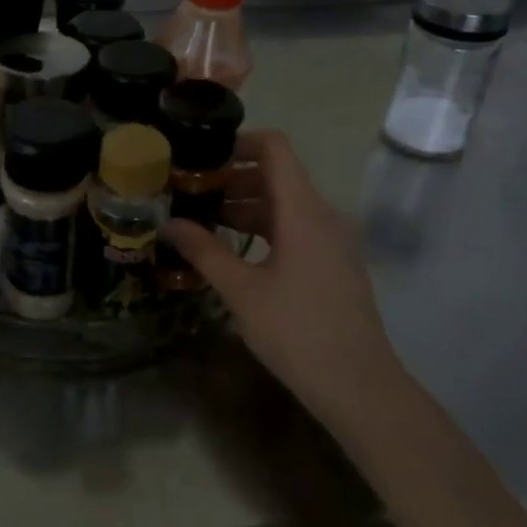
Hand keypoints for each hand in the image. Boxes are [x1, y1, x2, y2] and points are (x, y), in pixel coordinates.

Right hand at [163, 130, 399, 420]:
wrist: (358, 385)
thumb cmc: (297, 332)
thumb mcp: (241, 291)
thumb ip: (204, 251)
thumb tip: (168, 224)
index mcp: (304, 210)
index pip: (275, 148)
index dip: (238, 142)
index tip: (200, 156)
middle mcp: (323, 214)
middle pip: (277, 175)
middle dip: (231, 178)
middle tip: (187, 193)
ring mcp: (333, 239)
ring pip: (285, 205)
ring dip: (245, 206)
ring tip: (201, 222)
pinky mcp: (334, 262)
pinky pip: (296, 228)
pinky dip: (264, 228)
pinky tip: (232, 250)